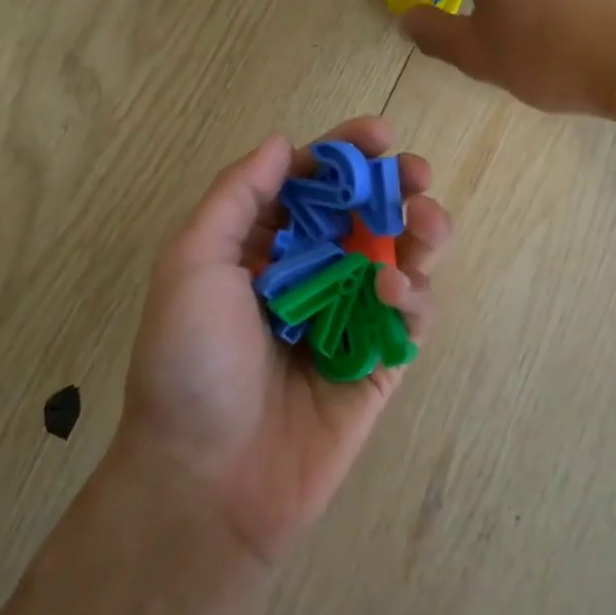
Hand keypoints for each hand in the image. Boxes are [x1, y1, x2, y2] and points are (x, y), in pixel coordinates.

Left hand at [115, 117, 450, 563]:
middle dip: (395, 187)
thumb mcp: (191, 264)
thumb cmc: (190, 363)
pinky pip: (410, 315)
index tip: (378, 135)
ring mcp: (349, 319)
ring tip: (425, 223)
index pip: (312, 185)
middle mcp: (310, 276)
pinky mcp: (379, 362)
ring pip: (399, 259)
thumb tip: (282, 142)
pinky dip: (414, 292)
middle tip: (415, 174)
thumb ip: (237, 197)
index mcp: (262, 248)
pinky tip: (395, 290)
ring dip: (420, 231)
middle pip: (365, 216)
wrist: (207, 479)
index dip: (345, 154)